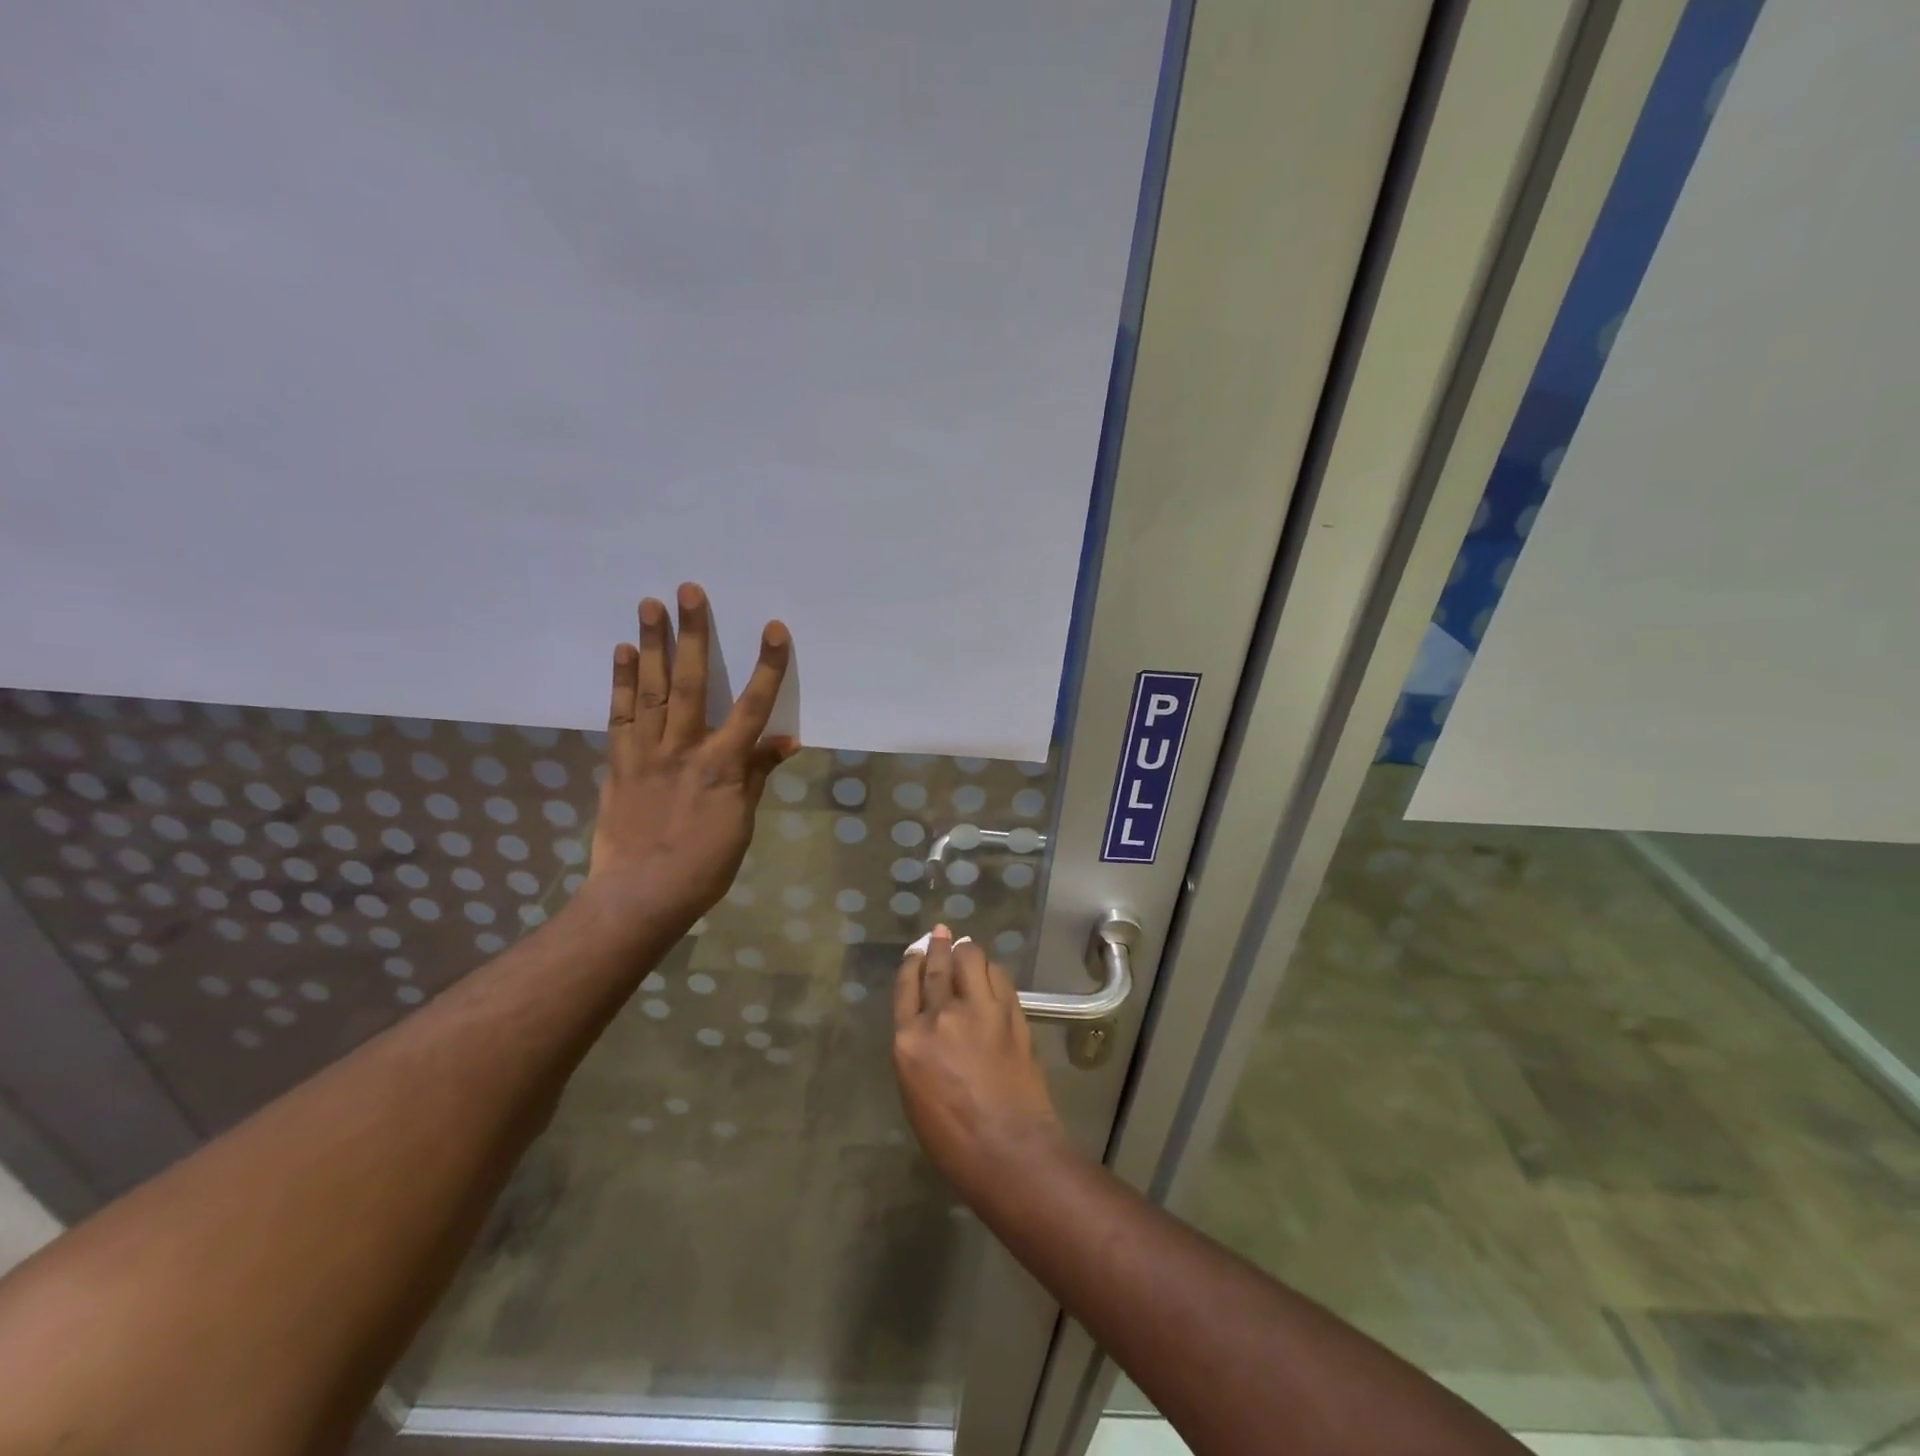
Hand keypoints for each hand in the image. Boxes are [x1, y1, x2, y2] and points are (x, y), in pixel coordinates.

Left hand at [586, 583, 797, 930]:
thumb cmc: (704, 865)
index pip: (752, 707)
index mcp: (723, 766)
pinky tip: (623, 652)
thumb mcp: (743, 822)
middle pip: (691, 683)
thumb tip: (786, 740)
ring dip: (652, 645)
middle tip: (689, 590)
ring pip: (651, 691)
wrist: (640, 896)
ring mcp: (646, 754)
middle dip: (693, 635)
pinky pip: (620, 716)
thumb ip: (757, 775)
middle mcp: (684, 749)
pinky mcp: (619, 764)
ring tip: (649, 604)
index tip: (773, 628)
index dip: (766, 667)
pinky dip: (621, 682)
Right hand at [893, 926, 1065, 1193]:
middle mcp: (940, 1016)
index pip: (906, 987)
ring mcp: (978, 1010)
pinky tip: (990, 973)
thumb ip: (918, 1049)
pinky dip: (991, 971)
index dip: (911, 963)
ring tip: (966, 950)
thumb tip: (930, 1023)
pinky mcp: (1010, 1012)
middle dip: (937, 945)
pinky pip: (998, 977)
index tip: (916, 951)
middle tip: (940, 933)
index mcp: (908, 1041)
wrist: (1008, 1149)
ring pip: (970, 958)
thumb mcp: (916, 1092)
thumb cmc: (953, 1140)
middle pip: (936, 966)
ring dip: (966, 951)